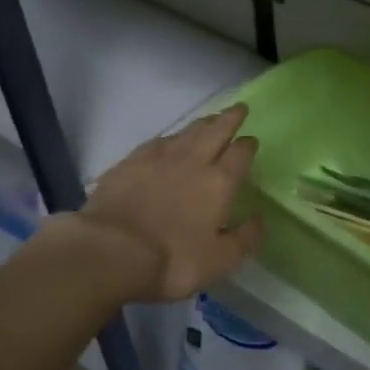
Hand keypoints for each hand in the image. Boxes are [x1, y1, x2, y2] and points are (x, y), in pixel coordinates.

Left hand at [72, 104, 264, 301]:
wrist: (109, 251)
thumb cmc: (172, 260)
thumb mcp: (219, 261)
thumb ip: (244, 239)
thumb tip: (260, 219)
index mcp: (219, 183)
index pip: (240, 155)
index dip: (248, 146)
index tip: (252, 139)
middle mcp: (192, 161)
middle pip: (215, 131)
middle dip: (229, 119)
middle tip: (238, 108)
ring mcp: (158, 158)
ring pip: (187, 132)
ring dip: (202, 123)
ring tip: (210, 119)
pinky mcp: (129, 162)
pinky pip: (157, 141)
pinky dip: (170, 136)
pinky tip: (169, 139)